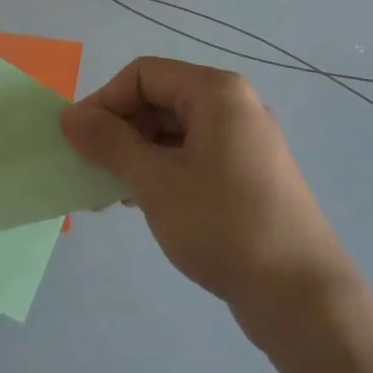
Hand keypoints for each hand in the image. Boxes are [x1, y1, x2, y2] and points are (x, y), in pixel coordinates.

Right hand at [61, 58, 355, 317]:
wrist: (302, 297)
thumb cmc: (224, 226)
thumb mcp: (156, 182)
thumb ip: (110, 143)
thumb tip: (70, 116)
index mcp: (216, 92)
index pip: (143, 75)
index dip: (104, 102)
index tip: (78, 142)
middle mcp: (233, 106)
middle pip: (159, 100)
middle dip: (119, 132)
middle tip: (90, 172)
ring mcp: (243, 142)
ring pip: (173, 132)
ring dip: (136, 156)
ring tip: (110, 196)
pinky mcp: (246, 175)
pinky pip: (192, 157)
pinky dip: (162, 172)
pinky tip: (142, 204)